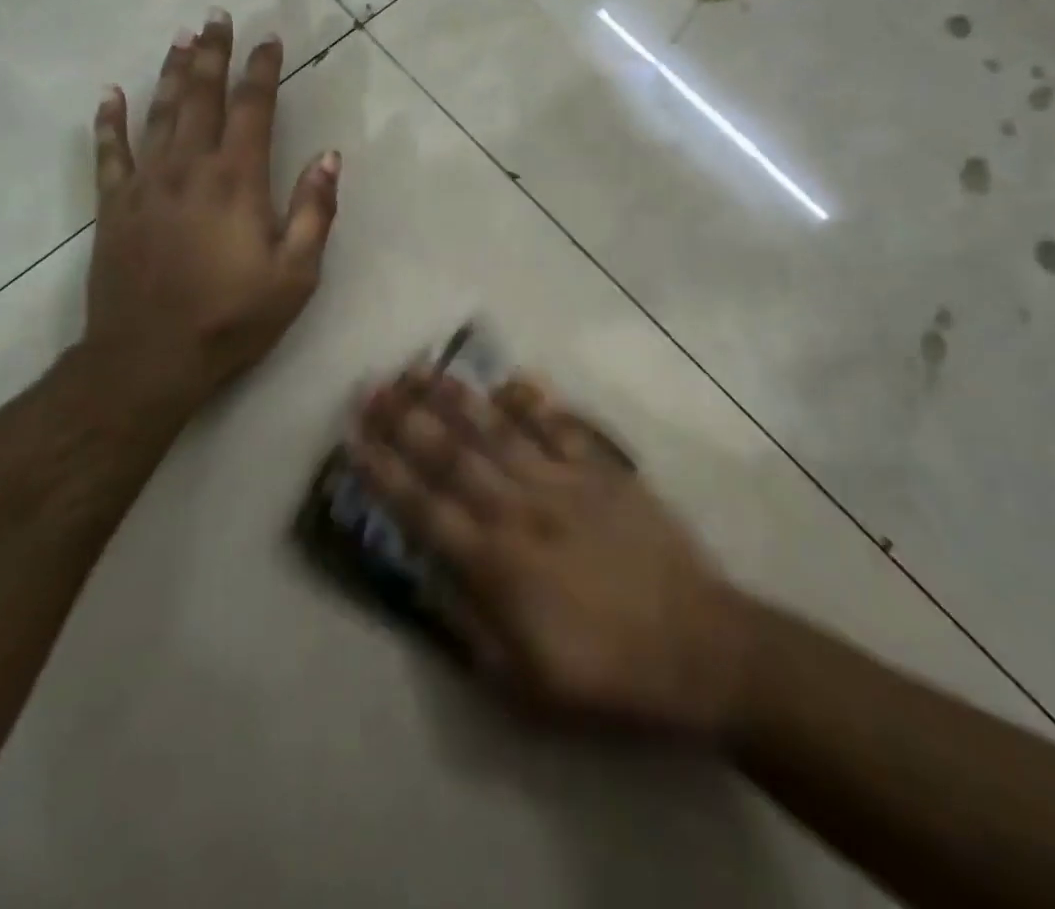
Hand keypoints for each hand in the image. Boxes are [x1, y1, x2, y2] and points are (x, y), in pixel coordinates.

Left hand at [87, 9, 339, 421]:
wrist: (149, 358)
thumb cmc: (231, 318)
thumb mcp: (295, 274)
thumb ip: (314, 211)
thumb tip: (329, 157)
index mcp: (236, 180)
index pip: (253, 108)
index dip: (262, 70)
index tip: (269, 40)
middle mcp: (188, 168)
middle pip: (201, 96)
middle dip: (213, 54)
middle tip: (217, 16)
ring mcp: (145, 184)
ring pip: (159, 112)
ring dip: (172, 73)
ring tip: (181, 39)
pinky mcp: (114, 205)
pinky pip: (109, 152)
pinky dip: (110, 121)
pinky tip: (111, 94)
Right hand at [349, 370, 750, 734]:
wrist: (702, 649)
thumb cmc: (609, 676)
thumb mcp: (525, 686)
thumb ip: (470, 629)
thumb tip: (430, 580)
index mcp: (495, 564)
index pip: (423, 508)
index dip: (383, 472)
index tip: (353, 438)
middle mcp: (520, 510)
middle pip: (452, 455)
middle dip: (406, 419)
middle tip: (373, 385)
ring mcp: (564, 483)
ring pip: (498, 430)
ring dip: (457, 398)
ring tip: (423, 369)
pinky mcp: (604, 472)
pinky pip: (561, 428)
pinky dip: (534, 402)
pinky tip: (511, 379)